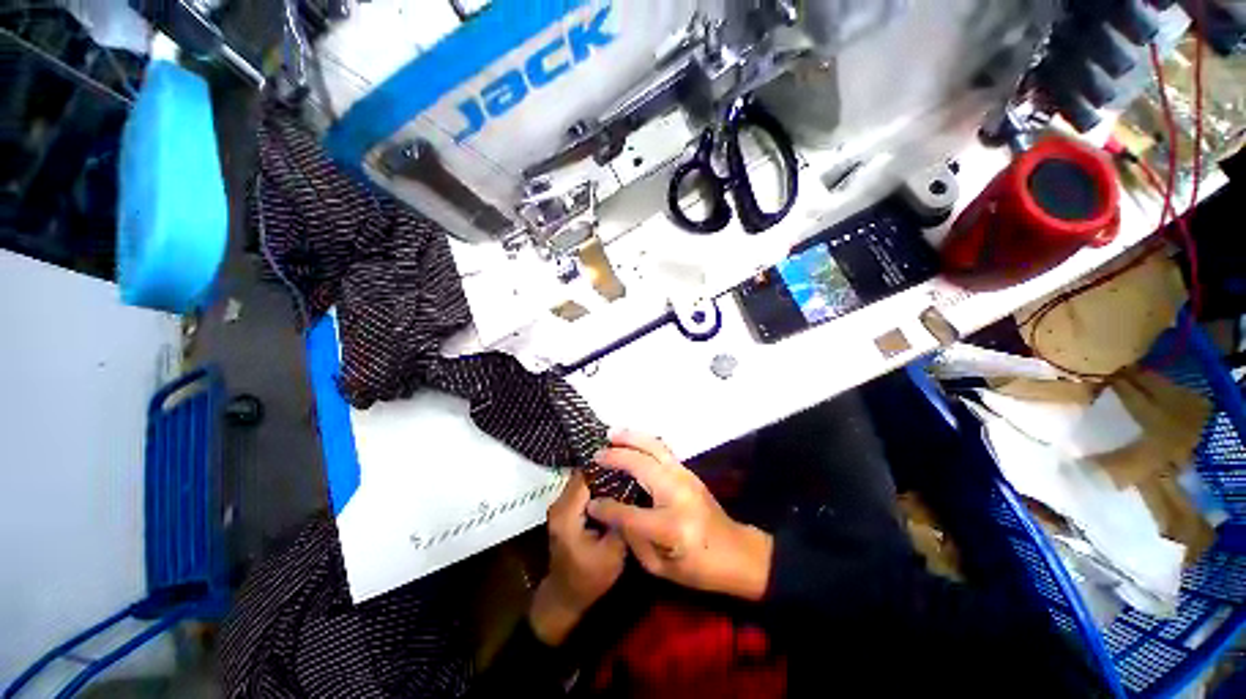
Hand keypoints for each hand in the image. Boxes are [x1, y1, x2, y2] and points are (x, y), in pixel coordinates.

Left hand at [529, 471, 626, 645]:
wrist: (566, 597)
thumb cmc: (590, 578)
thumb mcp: (613, 552)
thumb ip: (619, 519)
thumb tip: (632, 489)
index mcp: (567, 514)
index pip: (585, 476)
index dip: (606, 466)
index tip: (628, 462)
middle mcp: (558, 504)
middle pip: (583, 475)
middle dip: (606, 469)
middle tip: (631, 468)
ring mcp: (559, 506)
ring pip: (582, 480)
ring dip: (602, 477)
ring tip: (626, 475)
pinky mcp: (564, 510)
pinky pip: (581, 489)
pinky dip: (597, 486)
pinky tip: (615, 490)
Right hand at [587, 430, 773, 600]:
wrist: (737, 551)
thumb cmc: (699, 567)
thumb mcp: (660, 567)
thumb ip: (632, 538)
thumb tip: (609, 511)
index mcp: (670, 526)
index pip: (628, 513)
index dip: (606, 508)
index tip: (590, 503)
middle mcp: (677, 493)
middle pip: (641, 465)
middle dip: (616, 457)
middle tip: (597, 453)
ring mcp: (685, 477)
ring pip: (654, 447)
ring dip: (631, 438)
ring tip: (612, 434)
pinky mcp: (688, 471)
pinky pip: (662, 449)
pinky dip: (644, 441)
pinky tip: (632, 440)